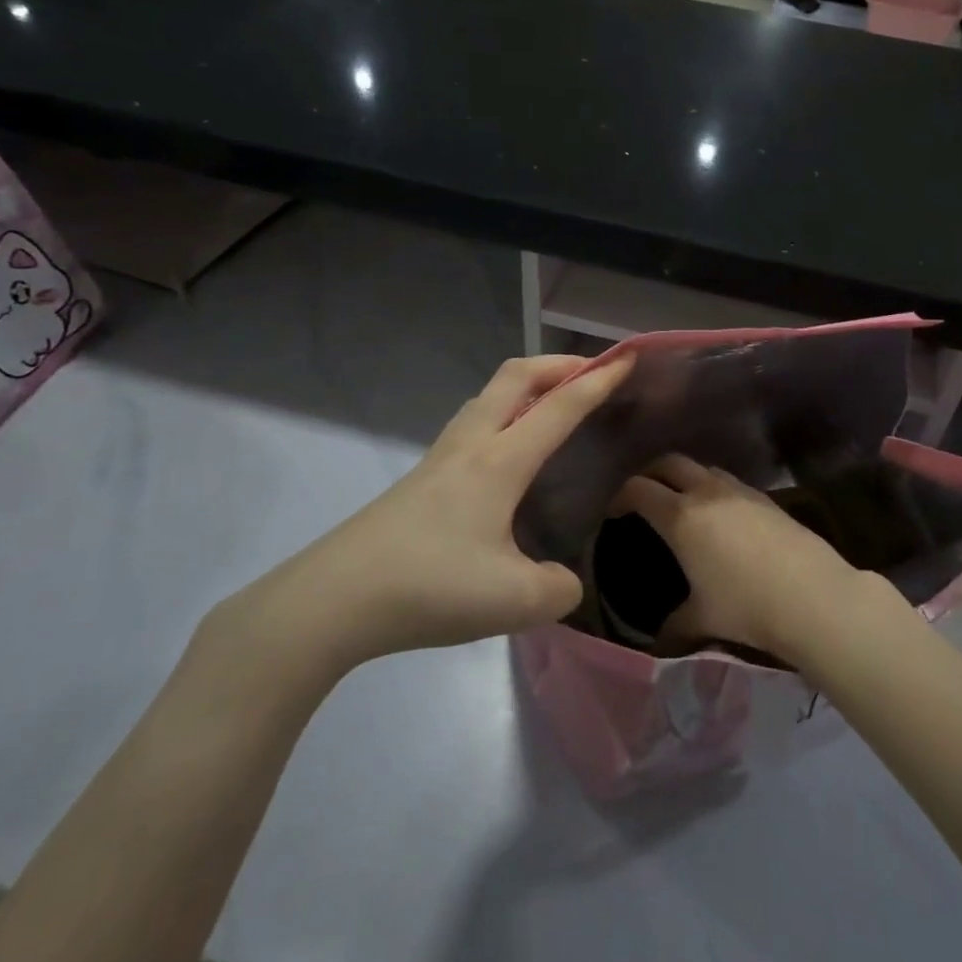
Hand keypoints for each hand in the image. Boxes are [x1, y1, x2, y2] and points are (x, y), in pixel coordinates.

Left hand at [225, 354, 633, 686]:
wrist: (333, 600)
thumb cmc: (430, 588)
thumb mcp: (515, 601)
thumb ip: (558, 588)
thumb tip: (563, 580)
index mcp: (499, 462)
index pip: (560, 406)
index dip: (598, 381)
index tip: (628, 359)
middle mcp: (470, 446)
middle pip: (515, 377)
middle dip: (558, 363)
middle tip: (591, 373)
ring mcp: (439, 459)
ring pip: (488, 397)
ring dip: (526, 386)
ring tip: (551, 406)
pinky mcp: (419, 479)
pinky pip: (471, 424)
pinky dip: (502, 414)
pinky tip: (506, 454)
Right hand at [616, 456, 861, 660]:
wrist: (813, 596)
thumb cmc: (747, 606)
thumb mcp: (702, 620)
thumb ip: (674, 624)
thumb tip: (659, 637)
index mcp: (681, 517)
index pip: (639, 489)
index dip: (621, 496)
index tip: (615, 512)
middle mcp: (707, 493)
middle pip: (669, 463)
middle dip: (651, 474)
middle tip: (644, 495)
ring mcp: (740, 491)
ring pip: (703, 468)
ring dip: (686, 477)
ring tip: (683, 502)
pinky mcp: (766, 498)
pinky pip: (729, 482)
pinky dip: (714, 488)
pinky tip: (721, 516)